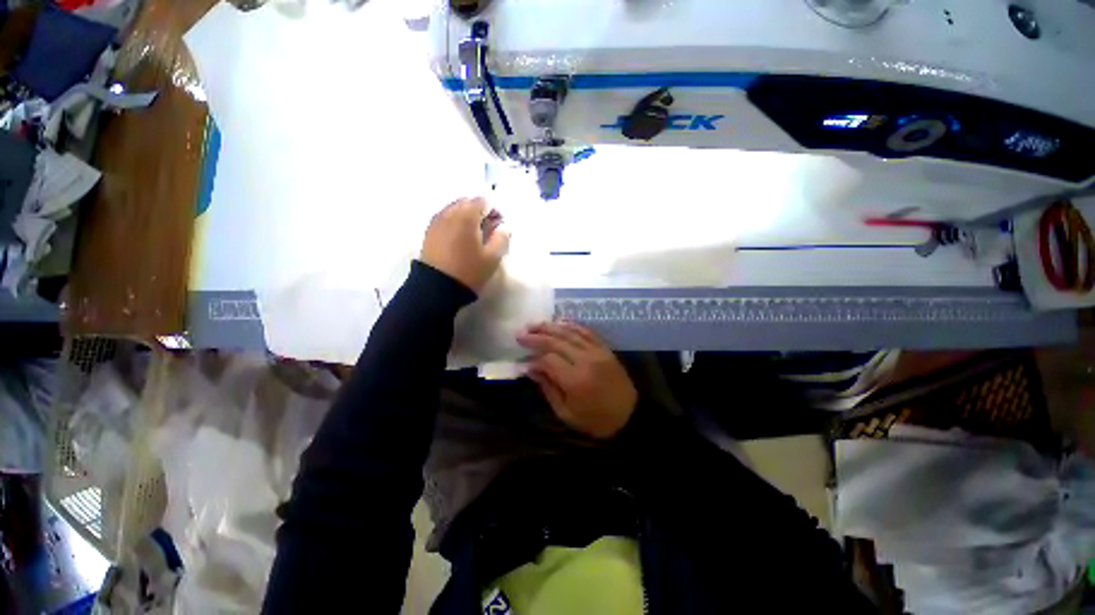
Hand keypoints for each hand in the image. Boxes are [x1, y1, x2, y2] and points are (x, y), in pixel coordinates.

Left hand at [421, 197, 508, 292]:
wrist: (437, 288)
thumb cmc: (469, 271)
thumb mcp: (493, 257)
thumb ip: (502, 238)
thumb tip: (504, 227)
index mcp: (467, 216)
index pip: (483, 201)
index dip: (494, 211)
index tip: (499, 227)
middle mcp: (449, 213)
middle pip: (467, 202)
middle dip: (480, 212)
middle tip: (488, 230)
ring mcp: (436, 221)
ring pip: (454, 209)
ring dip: (466, 216)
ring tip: (474, 235)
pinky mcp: (429, 231)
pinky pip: (445, 218)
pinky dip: (455, 222)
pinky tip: (460, 238)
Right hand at [517, 322, 637, 438]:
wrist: (630, 415)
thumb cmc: (595, 420)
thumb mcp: (566, 413)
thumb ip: (548, 388)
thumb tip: (530, 369)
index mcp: (575, 380)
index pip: (548, 360)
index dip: (534, 359)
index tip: (524, 362)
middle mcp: (586, 360)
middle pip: (557, 341)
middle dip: (537, 337)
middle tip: (520, 334)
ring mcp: (597, 351)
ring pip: (570, 332)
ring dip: (551, 327)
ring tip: (535, 325)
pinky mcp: (604, 348)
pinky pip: (586, 331)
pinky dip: (571, 325)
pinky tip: (559, 323)